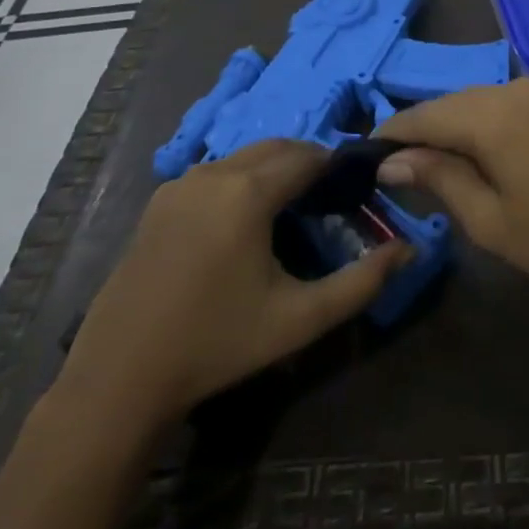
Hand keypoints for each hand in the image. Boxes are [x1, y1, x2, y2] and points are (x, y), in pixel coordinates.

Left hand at [57, 139, 412, 433]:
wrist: (119, 380)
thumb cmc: (217, 344)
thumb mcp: (299, 319)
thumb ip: (362, 282)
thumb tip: (409, 250)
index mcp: (248, 191)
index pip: (309, 156)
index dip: (337, 167)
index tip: (354, 191)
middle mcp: (213, 172)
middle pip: (277, 148)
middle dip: (307, 164)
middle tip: (327, 203)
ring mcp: (180, 184)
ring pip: (244, 158)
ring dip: (273, 170)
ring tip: (290, 213)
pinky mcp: (159, 202)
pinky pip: (215, 173)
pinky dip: (241, 181)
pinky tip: (242, 225)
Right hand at [374, 78, 528, 301]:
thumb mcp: (490, 219)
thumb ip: (438, 179)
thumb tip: (391, 161)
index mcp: (492, 114)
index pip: (423, 116)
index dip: (390, 135)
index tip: (361, 158)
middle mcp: (511, 89)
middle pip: (447, 105)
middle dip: (418, 134)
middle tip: (390, 172)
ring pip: (472, 104)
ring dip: (447, 131)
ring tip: (425, 170)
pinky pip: (497, 107)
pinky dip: (475, 128)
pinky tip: (468, 158)